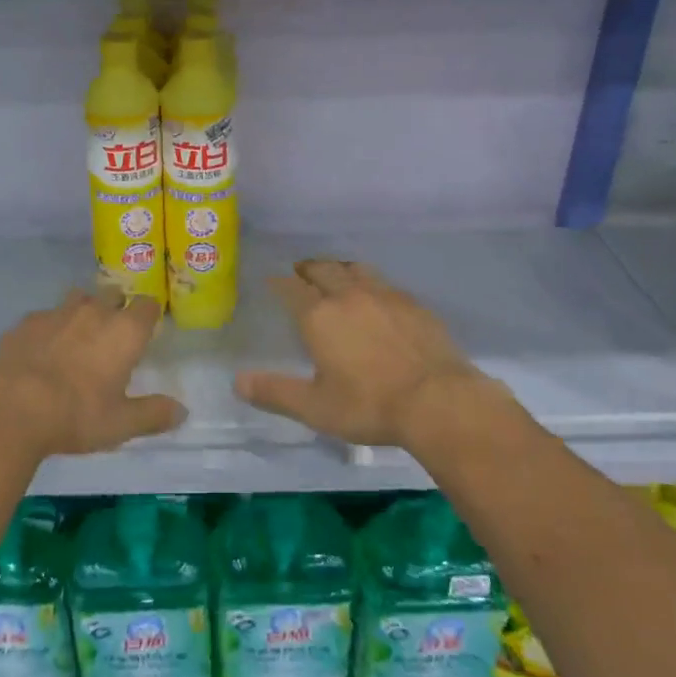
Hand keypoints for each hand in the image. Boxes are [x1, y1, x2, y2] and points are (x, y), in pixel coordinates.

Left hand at [0, 290, 186, 460]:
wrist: (11, 409)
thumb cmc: (76, 415)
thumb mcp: (121, 424)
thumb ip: (154, 414)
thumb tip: (182, 411)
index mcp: (124, 331)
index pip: (147, 305)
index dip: (148, 315)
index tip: (145, 330)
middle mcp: (94, 312)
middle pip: (112, 294)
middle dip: (115, 308)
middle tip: (111, 336)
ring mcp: (56, 313)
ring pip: (76, 299)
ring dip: (81, 313)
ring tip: (76, 339)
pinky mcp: (25, 322)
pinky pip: (43, 317)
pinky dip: (47, 329)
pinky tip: (40, 352)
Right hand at [235, 258, 501, 450]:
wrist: (438, 400)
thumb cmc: (369, 405)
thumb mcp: (315, 408)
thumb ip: (275, 392)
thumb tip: (238, 381)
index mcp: (319, 316)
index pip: (291, 288)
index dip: (279, 282)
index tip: (273, 280)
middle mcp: (349, 295)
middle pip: (323, 269)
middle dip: (308, 269)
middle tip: (300, 272)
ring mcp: (384, 295)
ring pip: (355, 269)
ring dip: (339, 268)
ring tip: (335, 275)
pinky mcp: (413, 304)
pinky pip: (384, 283)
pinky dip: (370, 283)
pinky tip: (376, 297)